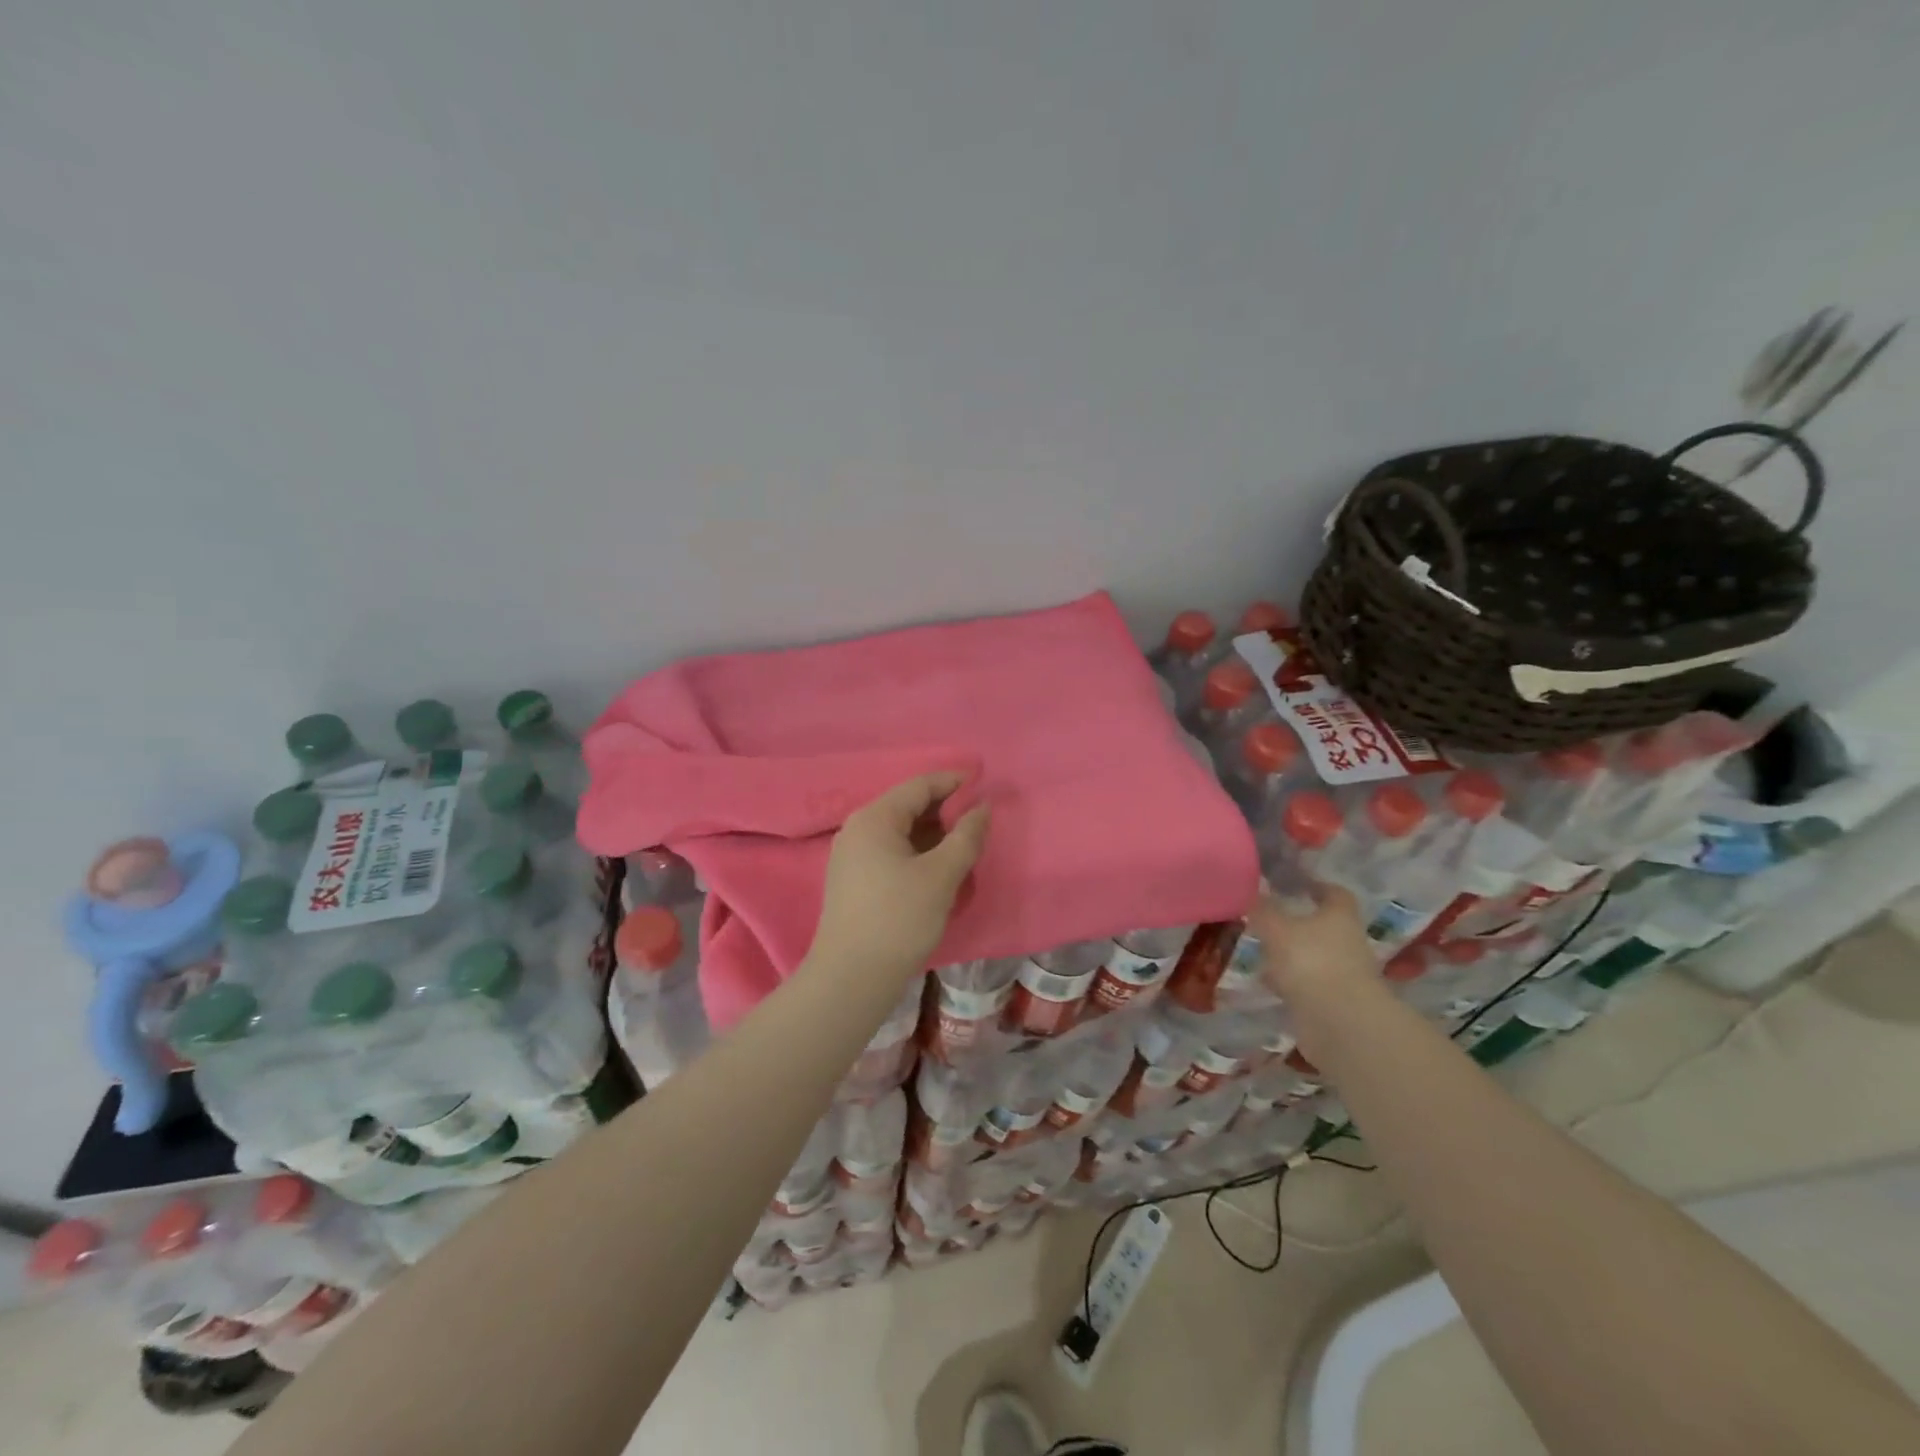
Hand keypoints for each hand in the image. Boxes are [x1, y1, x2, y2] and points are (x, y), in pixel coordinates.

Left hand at [809, 772, 991, 980]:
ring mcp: (851, 855)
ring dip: (933, 834)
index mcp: (875, 818)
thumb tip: (983, 807)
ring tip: (965, 845)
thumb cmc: (899, 919)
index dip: (954, 781)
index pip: (920, 785)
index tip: (985, 782)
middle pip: (908, 806)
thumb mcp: (941, 875)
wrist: (851, 978)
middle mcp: (857, 828)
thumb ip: (966, 836)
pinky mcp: (852, 880)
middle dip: (945, 810)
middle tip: (980, 820)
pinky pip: (891, 852)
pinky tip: (939, 869)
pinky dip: (917, 852)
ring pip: (900, 831)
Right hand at [1247, 885, 1375, 1000]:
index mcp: (1340, 916)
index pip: (1334, 893)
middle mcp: (1347, 941)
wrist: (1340, 1023)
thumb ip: (1263, 909)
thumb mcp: (1276, 929)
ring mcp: (1343, 973)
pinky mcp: (1334, 1001)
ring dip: (1291, 953)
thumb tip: (1252, 889)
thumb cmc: (1311, 961)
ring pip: (1313, 955)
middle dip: (1297, 922)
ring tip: (1261, 949)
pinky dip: (1289, 980)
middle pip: (1323, 925)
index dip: (1315, 886)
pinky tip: (1266, 980)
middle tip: (1267, 918)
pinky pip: (1307, 983)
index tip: (1293, 884)